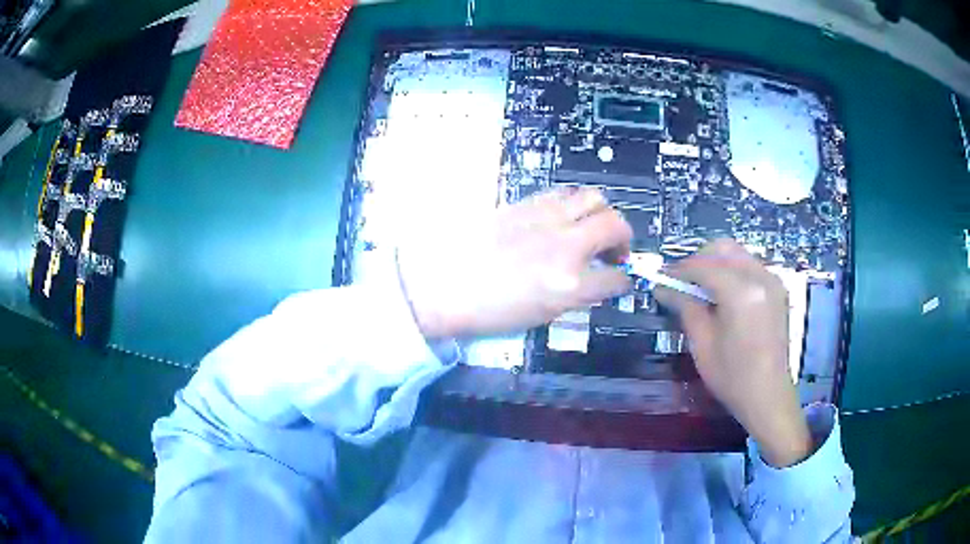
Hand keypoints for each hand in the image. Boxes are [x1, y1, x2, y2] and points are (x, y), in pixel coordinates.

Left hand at [397, 187, 632, 339]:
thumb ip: (576, 295)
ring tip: (591, 227)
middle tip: (615, 249)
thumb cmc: (487, 311)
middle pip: (615, 225)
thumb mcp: (540, 315)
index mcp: (568, 285)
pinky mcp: (525, 203)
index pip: (615, 277)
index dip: (622, 279)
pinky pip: (563, 193)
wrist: (439, 283)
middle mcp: (564, 246)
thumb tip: (594, 280)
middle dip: (624, 238)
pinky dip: (573, 204)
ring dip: (601, 213)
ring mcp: (545, 218)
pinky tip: (562, 218)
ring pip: (593, 197)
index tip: (620, 277)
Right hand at [654, 240, 811, 466]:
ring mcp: (772, 280)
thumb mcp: (702, 343)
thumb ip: (685, 306)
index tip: (661, 279)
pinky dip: (732, 271)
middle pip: (723, 249)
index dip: (678, 269)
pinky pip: (750, 265)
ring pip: (737, 254)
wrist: (768, 395)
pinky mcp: (777, 288)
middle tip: (682, 282)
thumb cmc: (732, 376)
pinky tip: (723, 294)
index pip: (703, 265)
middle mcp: (759, 276)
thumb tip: (663, 287)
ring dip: (716, 263)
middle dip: (698, 259)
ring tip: (700, 288)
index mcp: (740, 292)